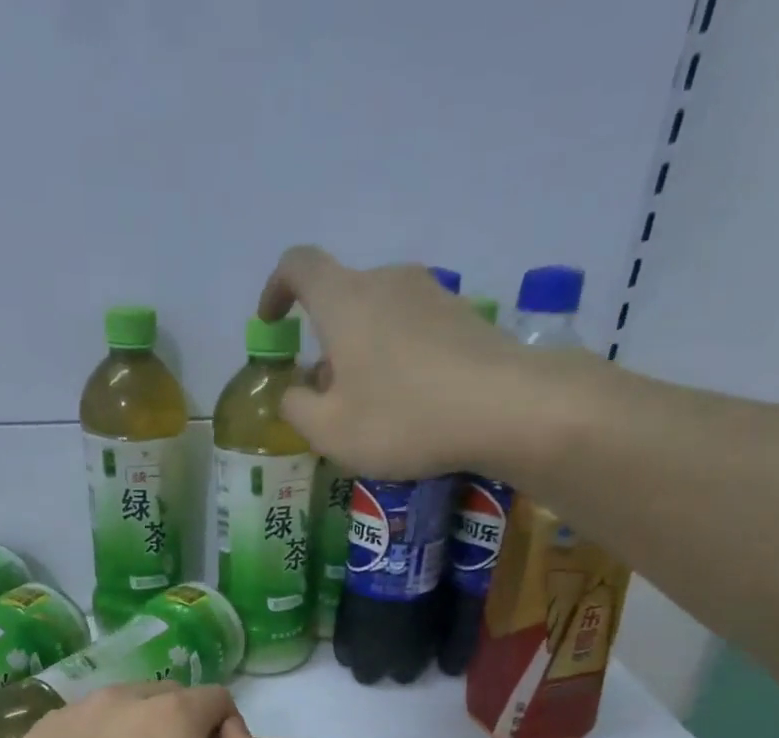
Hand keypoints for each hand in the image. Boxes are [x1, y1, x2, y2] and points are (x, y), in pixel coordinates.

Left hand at [0, 683, 274, 737]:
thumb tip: (234, 734)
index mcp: (171, 714)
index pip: (217, 701)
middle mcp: (118, 697)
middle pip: (169, 699)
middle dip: (181, 732)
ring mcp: (70, 715)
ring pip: (123, 707)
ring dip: (137, 734)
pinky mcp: (36, 737)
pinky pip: (83, 724)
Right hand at [258, 246, 606, 481]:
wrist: (506, 407)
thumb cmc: (402, 417)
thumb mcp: (330, 431)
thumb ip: (297, 409)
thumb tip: (294, 393)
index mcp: (345, 299)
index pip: (298, 265)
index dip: (277, 289)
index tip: (272, 323)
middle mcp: (387, 282)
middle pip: (343, 299)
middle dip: (327, 342)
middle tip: (328, 396)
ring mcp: (432, 294)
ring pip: (380, 317)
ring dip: (365, 353)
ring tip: (373, 407)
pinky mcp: (465, 316)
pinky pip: (415, 331)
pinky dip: (400, 359)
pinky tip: (413, 404)